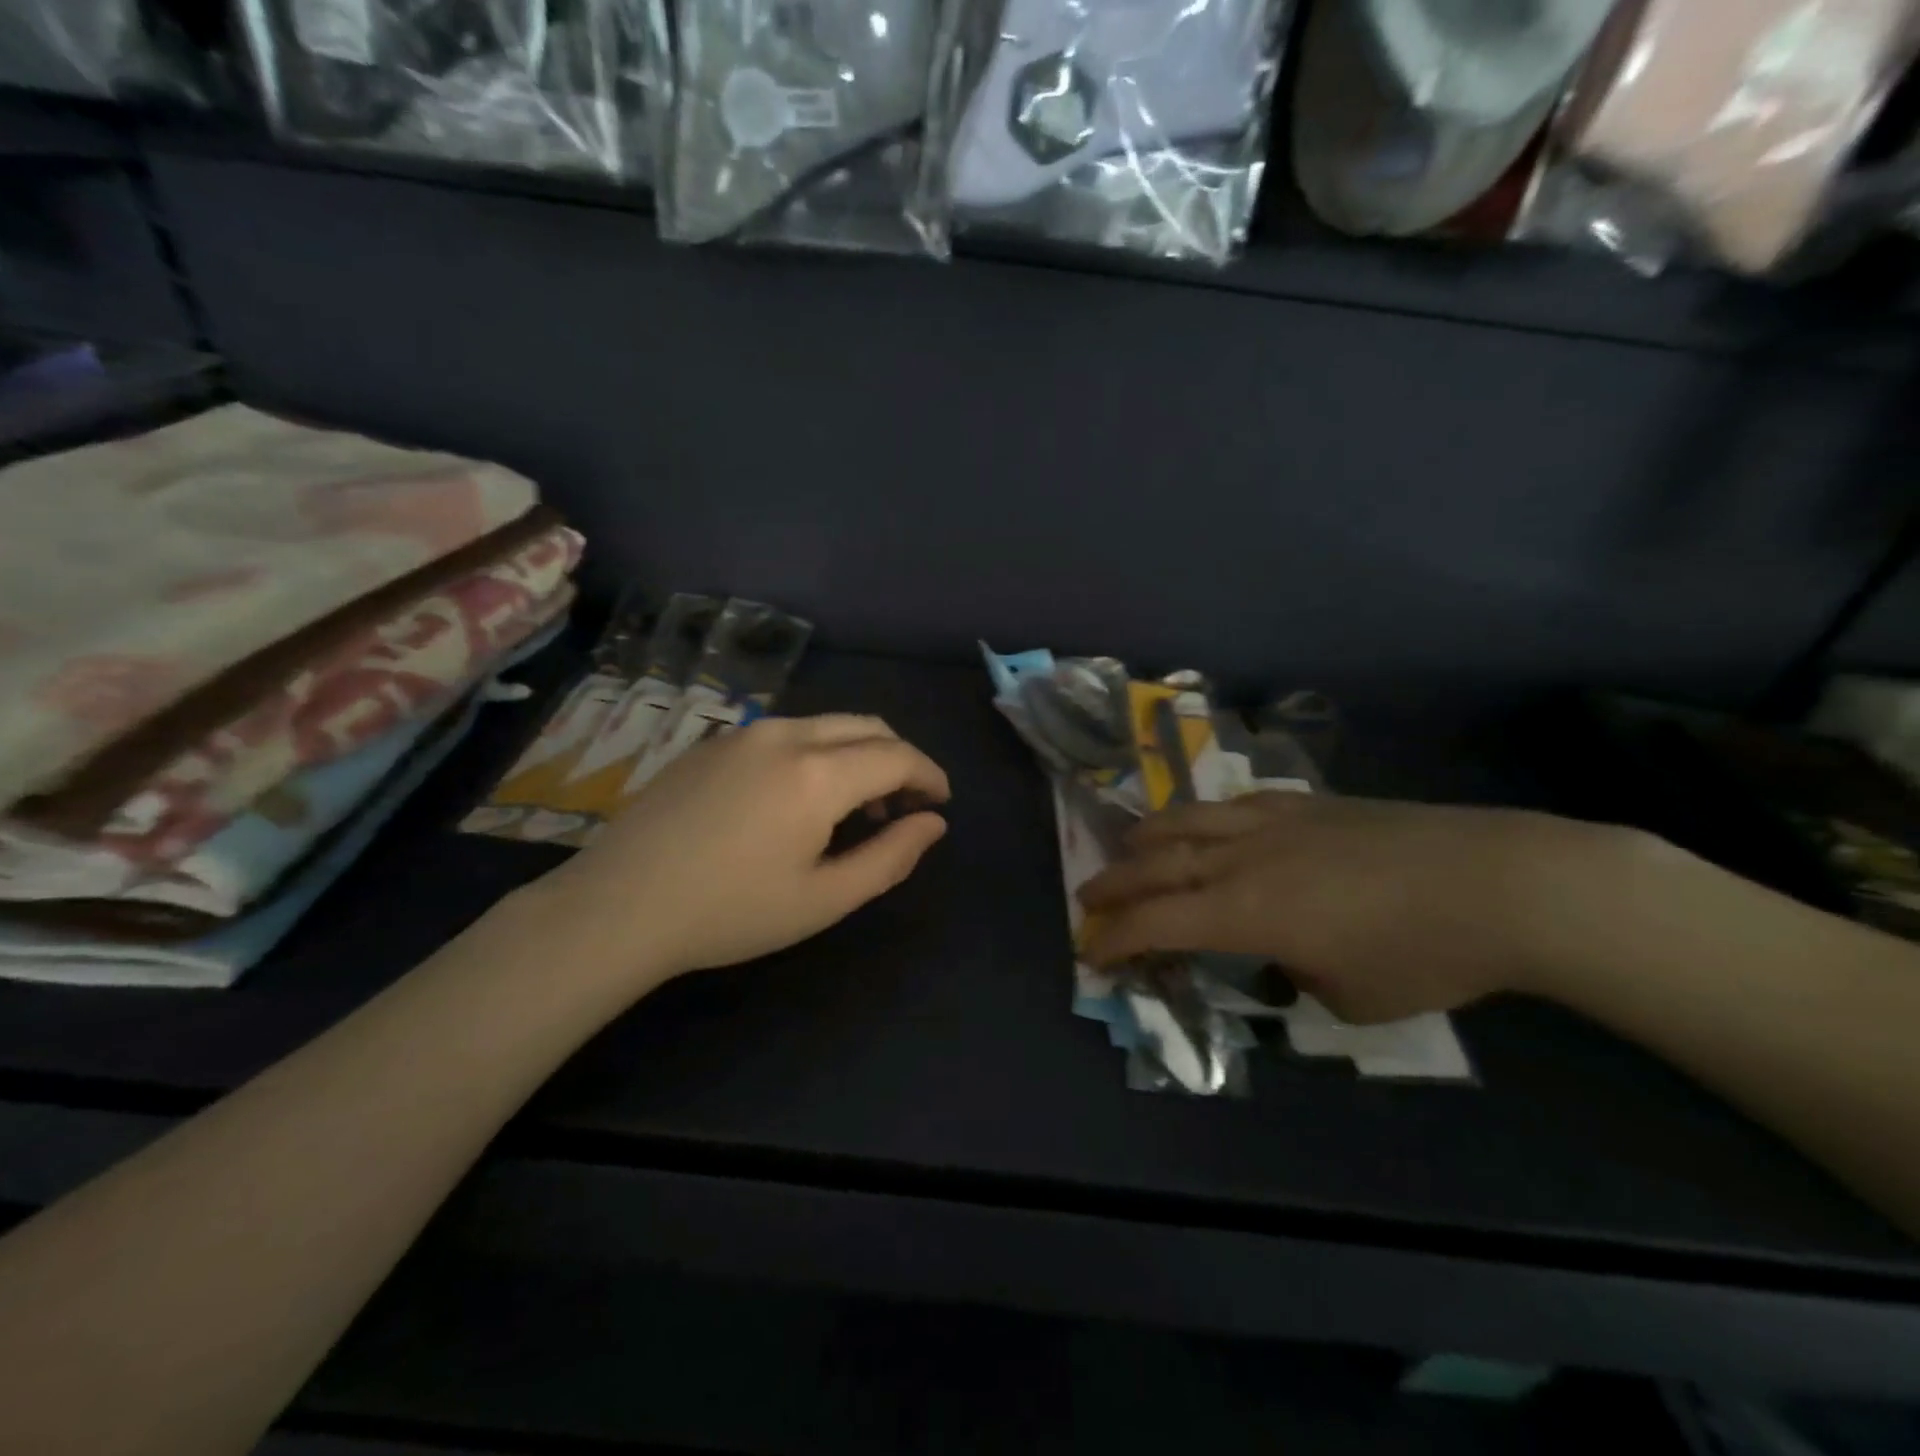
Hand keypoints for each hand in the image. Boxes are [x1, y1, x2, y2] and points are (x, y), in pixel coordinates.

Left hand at [526, 714, 949, 986]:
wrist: (618, 905)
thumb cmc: (730, 912)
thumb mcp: (824, 899)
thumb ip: (890, 857)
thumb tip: (934, 823)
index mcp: (818, 774)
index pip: (897, 755)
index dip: (929, 776)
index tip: (940, 804)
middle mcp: (786, 734)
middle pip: (866, 726)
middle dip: (898, 759)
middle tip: (903, 807)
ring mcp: (744, 732)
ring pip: (826, 725)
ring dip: (857, 754)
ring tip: (856, 807)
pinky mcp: (714, 741)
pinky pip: (787, 732)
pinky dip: (817, 752)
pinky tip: (801, 798)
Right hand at [1078, 793, 1649, 1023]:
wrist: (1498, 882)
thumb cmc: (1423, 954)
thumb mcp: (1348, 997)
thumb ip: (1295, 974)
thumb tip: (1284, 954)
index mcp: (1245, 911)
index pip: (1157, 922)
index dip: (1116, 939)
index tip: (1091, 953)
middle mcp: (1243, 858)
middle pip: (1156, 864)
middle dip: (1113, 885)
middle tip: (1086, 899)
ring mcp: (1272, 822)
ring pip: (1186, 820)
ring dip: (1145, 839)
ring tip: (1126, 851)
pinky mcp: (1304, 804)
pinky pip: (1231, 806)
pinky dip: (1201, 819)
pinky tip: (1204, 826)